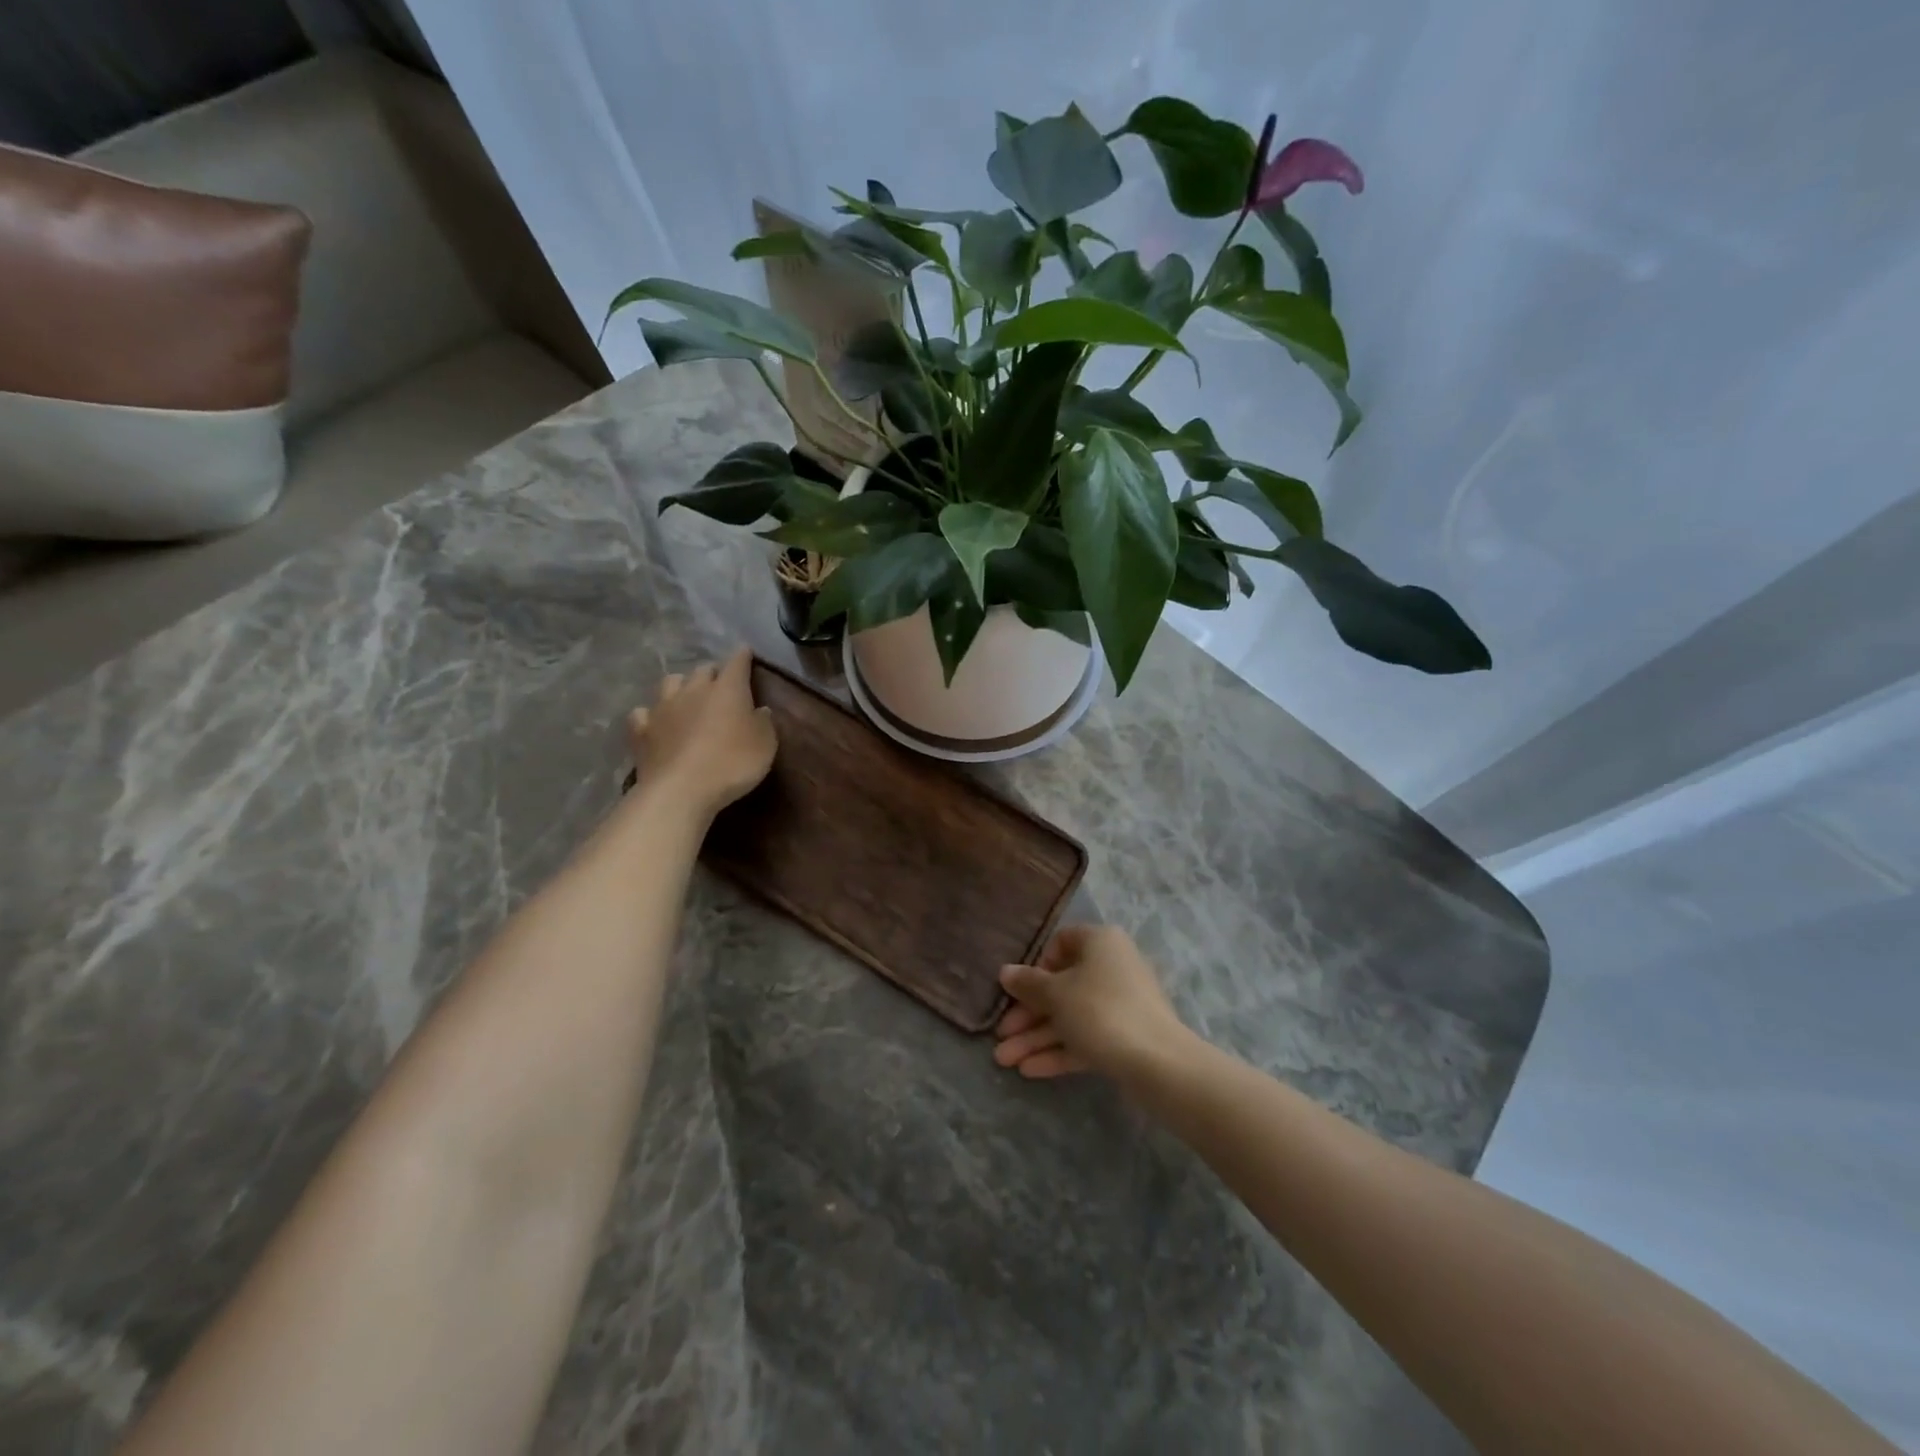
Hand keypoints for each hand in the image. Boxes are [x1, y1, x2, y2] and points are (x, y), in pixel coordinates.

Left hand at [627, 648, 775, 819]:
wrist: (681, 790)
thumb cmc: (732, 764)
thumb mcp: (766, 745)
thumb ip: (764, 723)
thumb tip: (760, 710)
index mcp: (727, 689)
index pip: (737, 662)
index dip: (743, 656)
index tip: (746, 652)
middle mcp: (693, 689)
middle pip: (703, 670)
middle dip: (712, 673)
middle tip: (720, 684)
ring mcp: (663, 708)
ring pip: (670, 683)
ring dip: (681, 686)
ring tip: (686, 697)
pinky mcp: (642, 730)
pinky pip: (643, 713)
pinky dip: (650, 714)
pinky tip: (655, 722)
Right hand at [993, 925, 1193, 1082]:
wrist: (1158, 1063)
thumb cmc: (1100, 1010)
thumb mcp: (1056, 994)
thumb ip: (1027, 983)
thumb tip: (1005, 972)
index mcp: (1100, 943)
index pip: (1061, 943)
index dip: (1036, 965)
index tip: (1018, 989)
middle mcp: (1112, 967)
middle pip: (1061, 986)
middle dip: (1027, 1015)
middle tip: (1000, 1036)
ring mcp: (1120, 1004)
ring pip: (1070, 1016)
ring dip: (1036, 1037)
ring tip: (1004, 1061)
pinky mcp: (1125, 1037)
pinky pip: (1086, 1038)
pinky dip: (1059, 1051)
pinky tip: (1029, 1070)